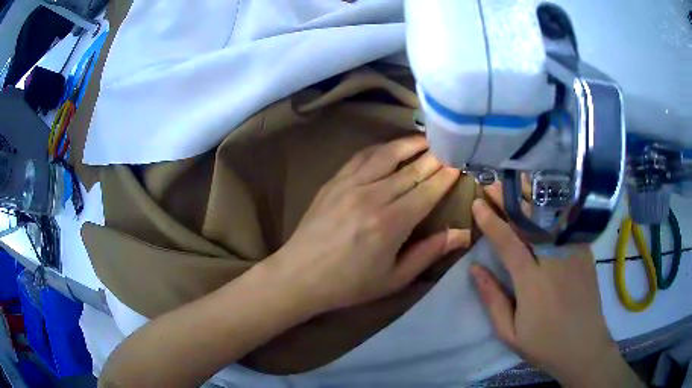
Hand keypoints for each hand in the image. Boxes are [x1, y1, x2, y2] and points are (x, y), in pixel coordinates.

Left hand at [266, 136, 470, 314]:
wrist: (300, 275)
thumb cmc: (349, 284)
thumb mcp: (394, 279)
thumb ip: (428, 253)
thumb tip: (462, 233)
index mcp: (391, 224)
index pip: (427, 191)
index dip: (446, 176)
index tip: (460, 164)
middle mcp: (372, 196)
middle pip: (411, 170)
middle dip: (434, 157)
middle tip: (450, 146)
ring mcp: (350, 185)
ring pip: (387, 155)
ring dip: (409, 144)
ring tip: (426, 139)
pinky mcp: (334, 181)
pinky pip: (362, 157)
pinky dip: (381, 148)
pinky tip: (391, 147)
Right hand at [470, 183, 642, 386]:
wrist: (584, 346)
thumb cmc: (544, 345)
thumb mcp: (510, 333)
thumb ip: (493, 300)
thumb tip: (475, 268)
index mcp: (532, 282)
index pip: (508, 242)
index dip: (491, 221)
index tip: (477, 204)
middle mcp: (554, 260)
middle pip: (530, 221)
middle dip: (509, 200)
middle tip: (492, 185)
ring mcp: (573, 253)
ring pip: (549, 217)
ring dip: (530, 198)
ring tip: (515, 183)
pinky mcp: (584, 252)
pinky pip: (566, 224)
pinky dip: (553, 208)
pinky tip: (544, 199)